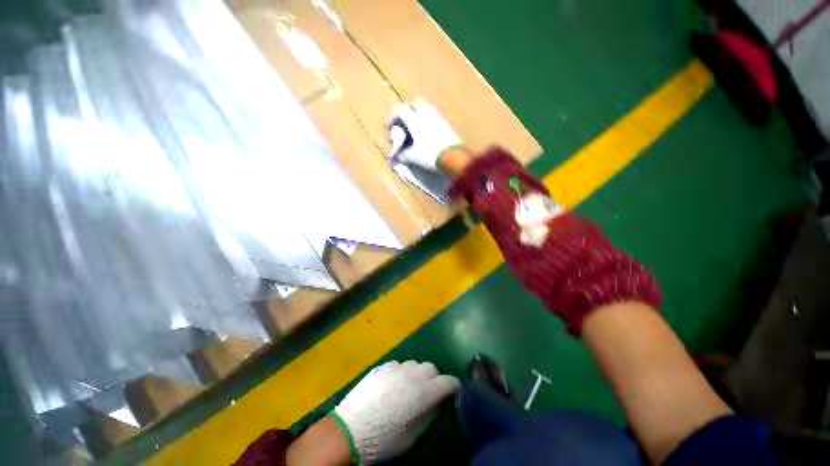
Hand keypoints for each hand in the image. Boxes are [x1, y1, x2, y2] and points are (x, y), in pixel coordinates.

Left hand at [329, 360, 459, 463]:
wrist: (349, 430)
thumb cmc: (383, 439)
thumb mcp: (411, 436)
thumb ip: (428, 415)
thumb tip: (436, 402)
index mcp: (422, 393)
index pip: (447, 381)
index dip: (452, 385)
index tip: (453, 390)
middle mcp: (411, 374)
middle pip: (431, 368)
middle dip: (434, 378)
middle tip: (428, 391)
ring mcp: (395, 367)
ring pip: (414, 364)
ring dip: (417, 374)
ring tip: (409, 388)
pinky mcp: (382, 366)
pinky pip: (398, 365)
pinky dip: (401, 373)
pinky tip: (392, 386)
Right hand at [388, 99, 461, 170]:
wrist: (453, 158)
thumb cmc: (430, 155)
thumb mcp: (413, 157)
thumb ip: (403, 155)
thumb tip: (397, 157)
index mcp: (415, 120)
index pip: (400, 110)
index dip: (392, 117)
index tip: (390, 128)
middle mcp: (427, 115)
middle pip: (416, 103)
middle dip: (408, 110)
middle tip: (405, 123)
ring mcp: (439, 119)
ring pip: (427, 109)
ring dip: (419, 115)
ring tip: (416, 129)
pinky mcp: (447, 126)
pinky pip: (435, 118)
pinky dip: (429, 122)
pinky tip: (428, 134)